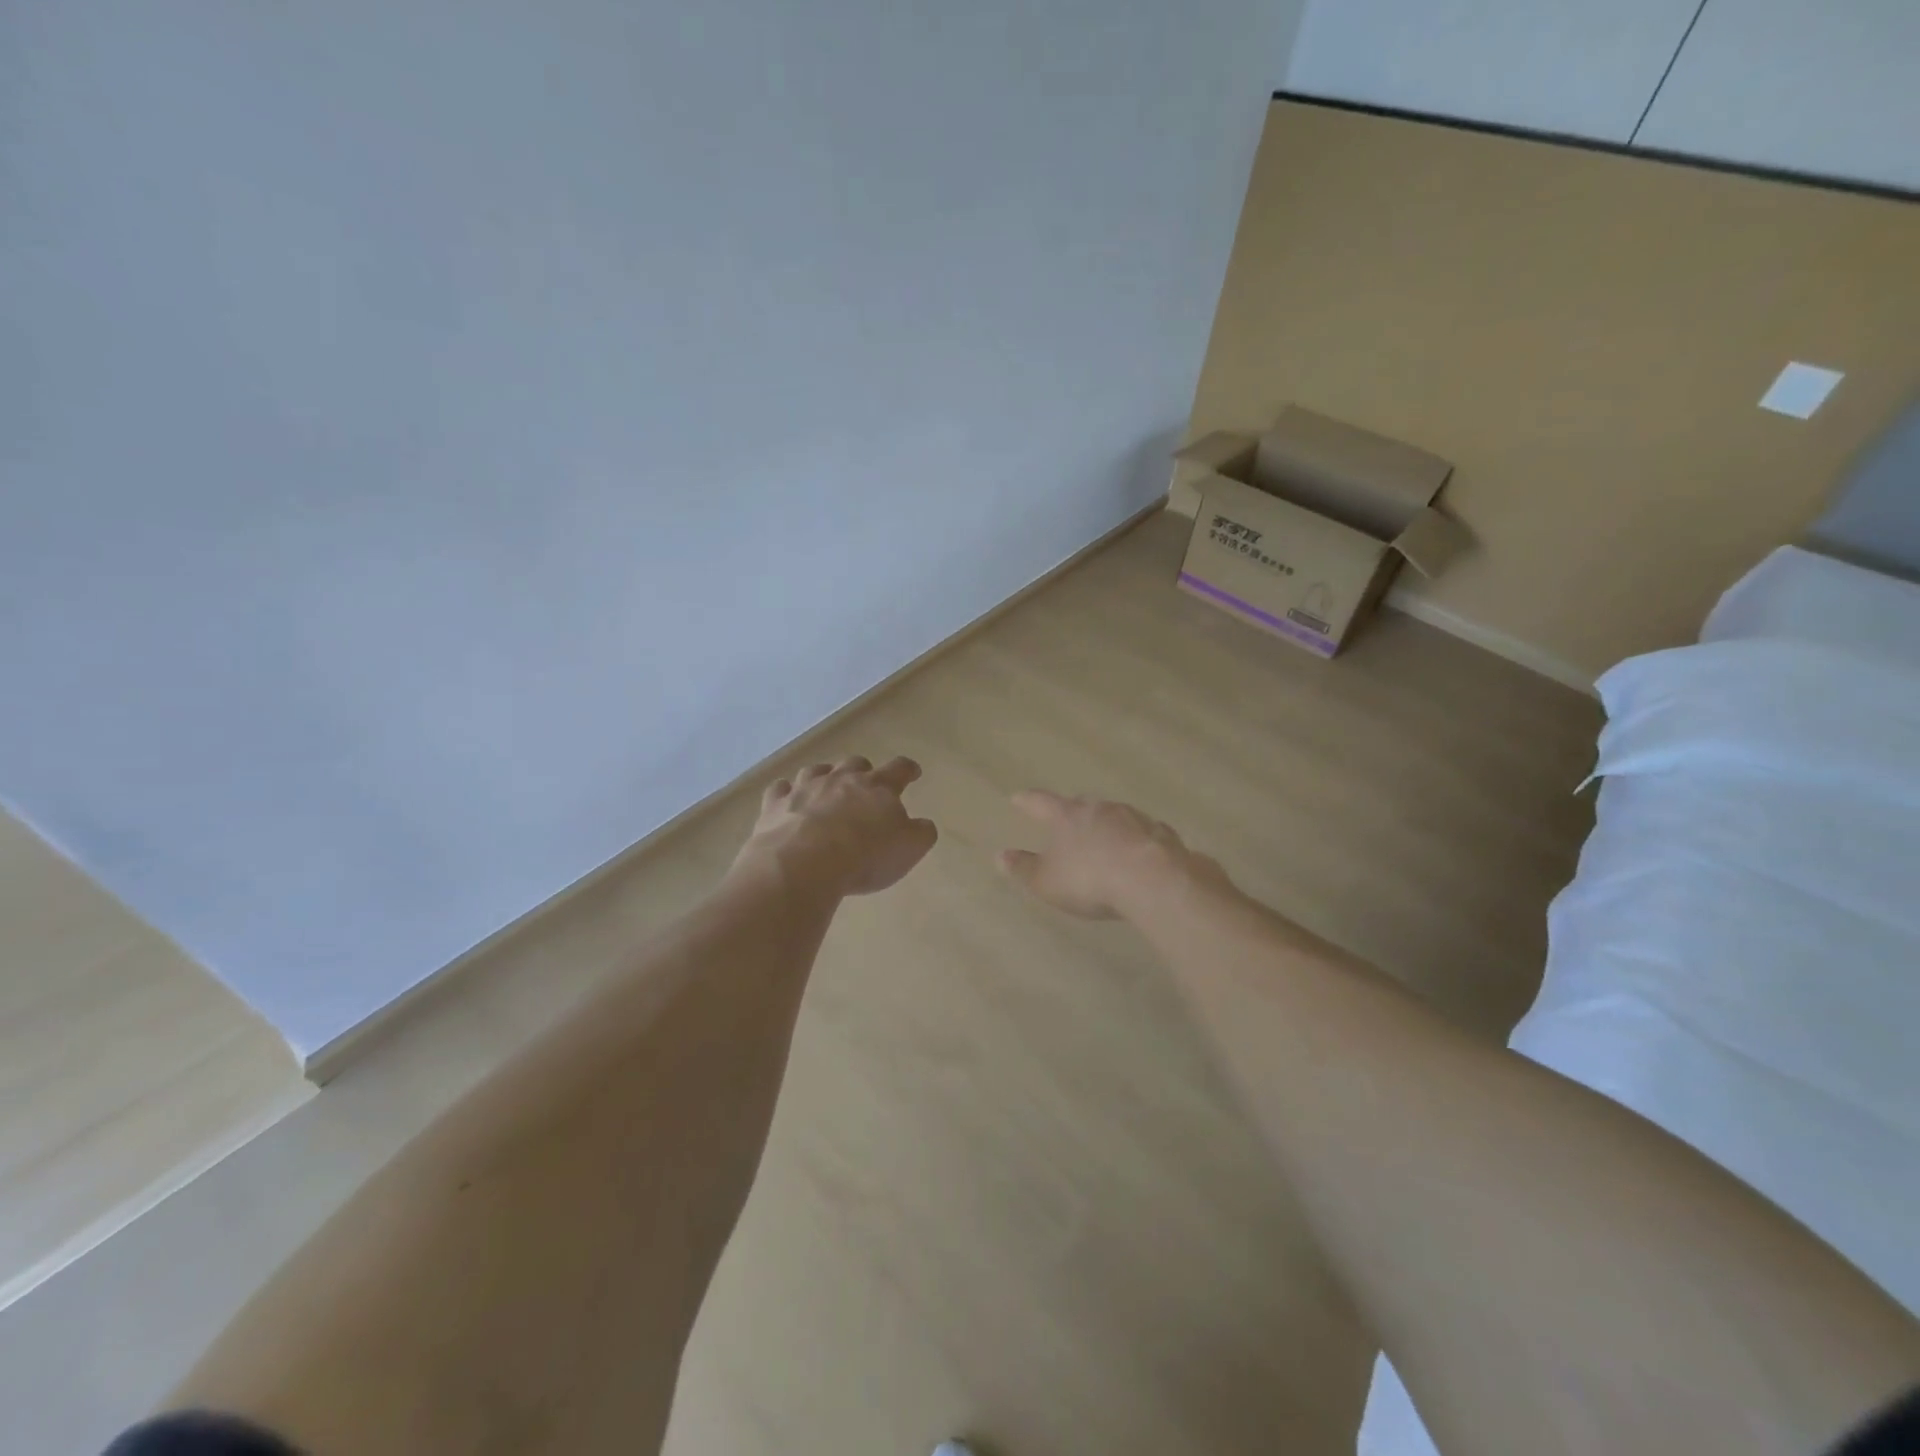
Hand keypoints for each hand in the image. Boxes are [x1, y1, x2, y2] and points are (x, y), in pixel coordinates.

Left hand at [732, 755, 937, 898]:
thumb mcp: (908, 849)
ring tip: (825, 788)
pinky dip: (786, 793)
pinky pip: (780, 789)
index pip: (899, 769)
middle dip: (862, 771)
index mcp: (877, 787)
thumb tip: (923, 824)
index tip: (913, 772)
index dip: (907, 770)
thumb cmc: (864, 856)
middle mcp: (841, 779)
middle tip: (865, 784)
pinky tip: (786, 801)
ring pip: (816, 771)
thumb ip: (920, 833)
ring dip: (824, 777)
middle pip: (855, 764)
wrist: (804, 863)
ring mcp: (805, 788)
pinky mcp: (776, 804)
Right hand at [997, 790, 1218, 919]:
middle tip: (1066, 819)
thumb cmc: (1090, 880)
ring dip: (1107, 826)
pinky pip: (1142, 833)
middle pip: (1081, 805)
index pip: (1041, 802)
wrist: (1152, 880)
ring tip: (1104, 841)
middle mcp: (1100, 808)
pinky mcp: (1161, 833)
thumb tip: (1000, 856)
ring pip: (1114, 816)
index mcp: (1067, 816)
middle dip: (1073, 812)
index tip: (1018, 798)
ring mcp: (1134, 817)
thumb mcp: (1047, 881)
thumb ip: (1024, 868)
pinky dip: (1135, 841)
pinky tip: (1137, 855)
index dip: (1028, 801)